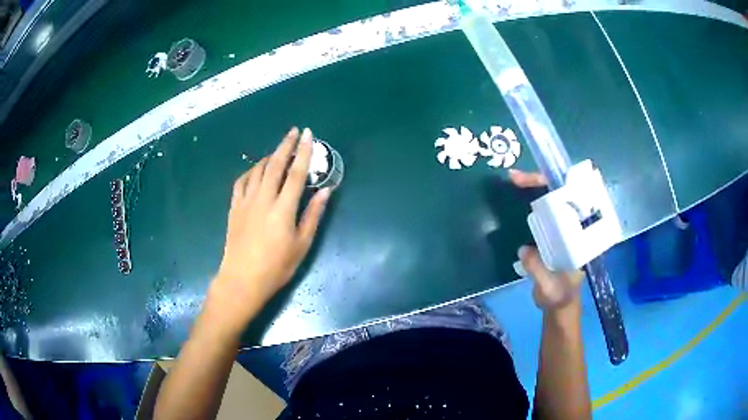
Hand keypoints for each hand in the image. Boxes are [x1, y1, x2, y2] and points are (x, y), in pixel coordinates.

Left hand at [210, 127, 330, 327]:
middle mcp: (263, 199)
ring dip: (268, 156)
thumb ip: (313, 215)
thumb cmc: (276, 266)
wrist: (242, 279)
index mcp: (283, 208)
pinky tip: (255, 171)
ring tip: (277, 152)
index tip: (308, 135)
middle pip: (274, 164)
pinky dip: (250, 171)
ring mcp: (246, 202)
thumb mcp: (302, 245)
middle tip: (293, 132)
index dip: (304, 152)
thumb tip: (325, 191)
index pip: (296, 173)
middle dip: (285, 145)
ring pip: (257, 170)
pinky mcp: (234, 208)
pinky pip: (241, 182)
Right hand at [508, 169, 583, 311]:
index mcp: (584, 237)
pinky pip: (545, 211)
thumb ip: (539, 270)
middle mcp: (577, 227)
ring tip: (516, 179)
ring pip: (553, 199)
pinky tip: (518, 195)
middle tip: (516, 177)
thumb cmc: (560, 297)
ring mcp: (566, 228)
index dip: (559, 188)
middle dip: (542, 180)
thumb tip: (524, 249)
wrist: (559, 306)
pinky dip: (531, 200)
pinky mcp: (554, 232)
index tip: (540, 181)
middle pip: (563, 194)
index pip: (576, 203)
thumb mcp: (550, 288)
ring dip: (535, 187)